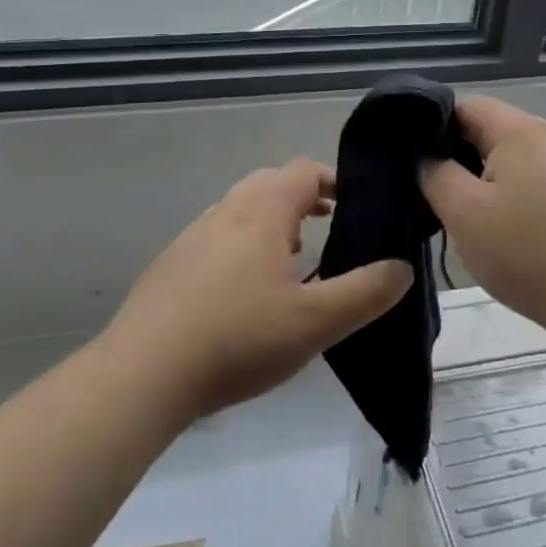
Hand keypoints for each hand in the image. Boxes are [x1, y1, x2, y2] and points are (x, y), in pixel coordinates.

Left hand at [106, 159, 412, 418]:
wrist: (142, 375)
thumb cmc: (238, 339)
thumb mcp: (316, 322)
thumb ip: (367, 292)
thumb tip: (402, 267)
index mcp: (260, 213)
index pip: (303, 171)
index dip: (334, 180)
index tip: (357, 203)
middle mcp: (224, 212)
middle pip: (269, 185)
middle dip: (303, 199)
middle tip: (329, 228)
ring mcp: (191, 238)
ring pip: (240, 211)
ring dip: (271, 223)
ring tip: (293, 261)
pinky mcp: (170, 266)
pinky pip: (216, 239)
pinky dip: (242, 247)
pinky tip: (246, 294)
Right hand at [420, 97, 545, 336]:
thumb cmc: (527, 252)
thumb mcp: (464, 213)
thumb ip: (435, 174)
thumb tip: (426, 157)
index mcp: (520, 130)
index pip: (464, 106)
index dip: (431, 127)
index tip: (411, 161)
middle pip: (488, 130)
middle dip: (455, 156)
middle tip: (430, 192)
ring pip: (509, 158)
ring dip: (481, 179)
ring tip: (460, 214)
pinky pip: (531, 179)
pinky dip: (508, 194)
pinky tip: (499, 228)